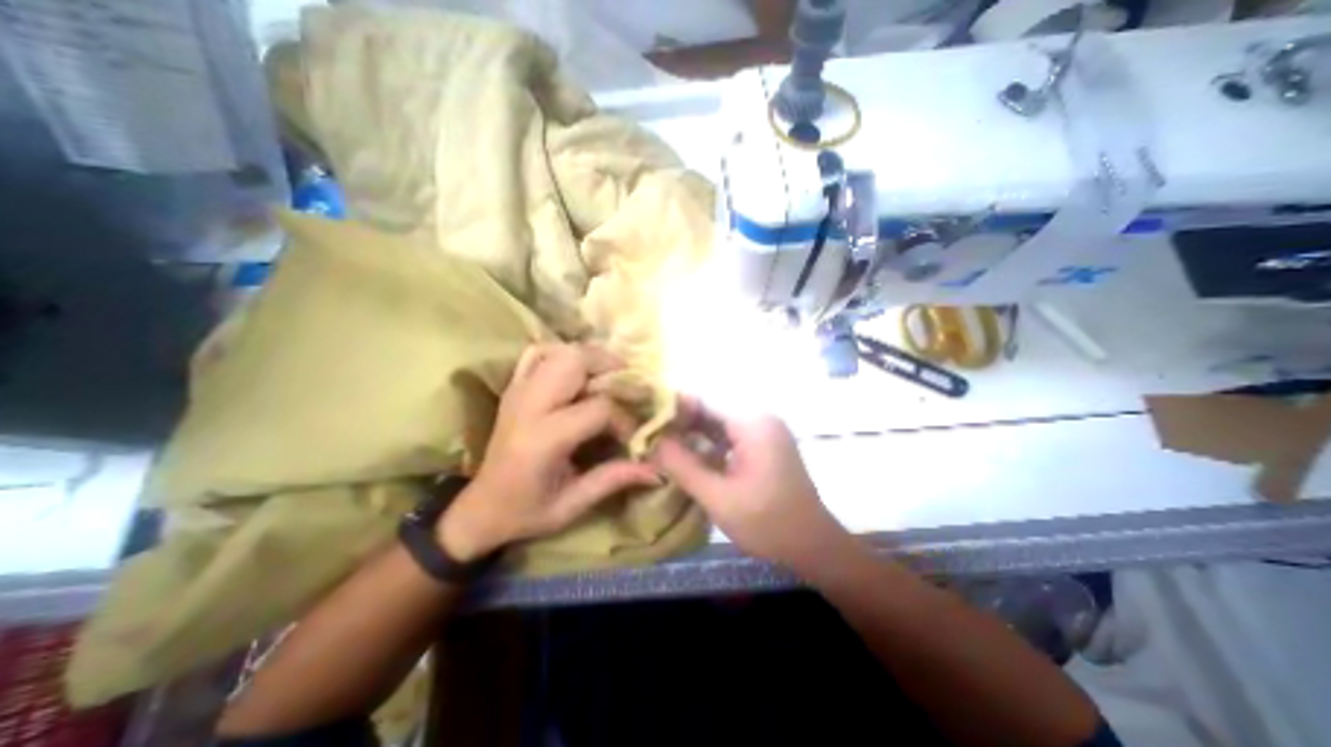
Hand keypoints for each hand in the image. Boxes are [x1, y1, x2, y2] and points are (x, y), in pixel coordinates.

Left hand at [440, 346, 661, 558]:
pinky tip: (577, 372)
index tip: (634, 435)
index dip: (625, 418)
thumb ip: (614, 480)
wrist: (479, 508)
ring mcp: (518, 391)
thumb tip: (658, 470)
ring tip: (608, 377)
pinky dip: (563, 354)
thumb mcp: (572, 505)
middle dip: (609, 366)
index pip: (598, 408)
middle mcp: (528, 406)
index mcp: (543, 439)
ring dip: (590, 358)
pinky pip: (538, 354)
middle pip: (575, 361)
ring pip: (559, 351)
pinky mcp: (514, 388)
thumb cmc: (525, 512)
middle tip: (628, 384)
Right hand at [653, 402, 851, 571]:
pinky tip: (688, 456)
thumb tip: (651, 441)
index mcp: (752, 422)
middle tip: (648, 436)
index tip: (645, 420)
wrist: (814, 545)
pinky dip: (708, 444)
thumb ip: (682, 466)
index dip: (671, 408)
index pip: (702, 400)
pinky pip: (729, 436)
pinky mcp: (764, 445)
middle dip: (679, 422)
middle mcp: (760, 417)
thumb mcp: (718, 497)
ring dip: (692, 434)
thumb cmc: (768, 523)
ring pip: (718, 423)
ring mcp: (764, 431)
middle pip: (710, 410)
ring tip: (661, 445)